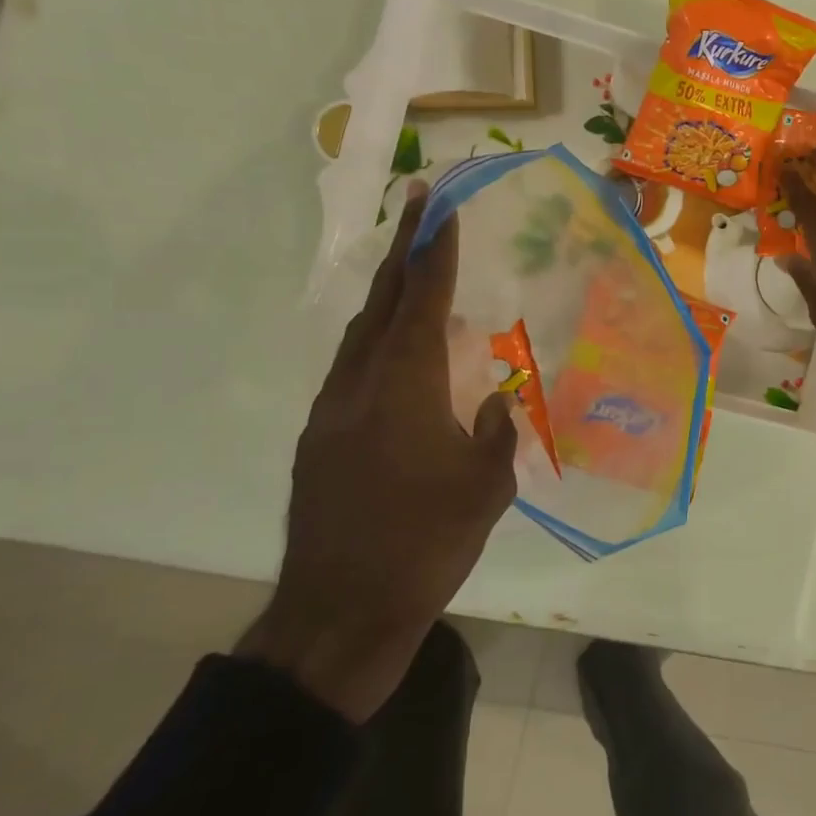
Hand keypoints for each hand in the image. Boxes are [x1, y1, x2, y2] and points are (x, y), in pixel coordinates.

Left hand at [237, 183, 517, 721]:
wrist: (342, 610)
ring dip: (388, 296)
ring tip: (414, 272)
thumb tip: (496, 397)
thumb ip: (496, 430)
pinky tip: (397, 357)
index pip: (422, 301)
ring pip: (360, 334)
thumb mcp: (488, 487)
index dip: (434, 250)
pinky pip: (352, 369)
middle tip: (420, 205)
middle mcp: (361, 385)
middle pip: (383, 302)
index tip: (439, 206)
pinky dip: (377, 342)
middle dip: (405, 250)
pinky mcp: (319, 438)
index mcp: (406, 388)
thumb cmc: (426, 544)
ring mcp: (332, 410)